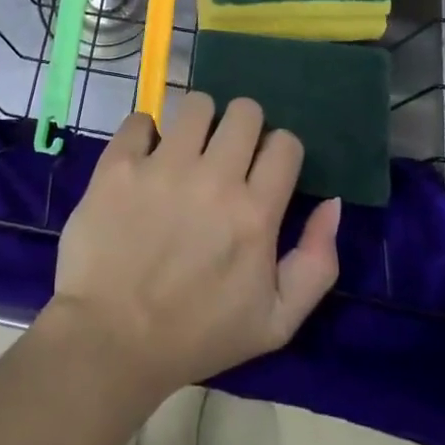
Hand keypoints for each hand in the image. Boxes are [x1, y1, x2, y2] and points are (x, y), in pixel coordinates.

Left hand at [49, 93, 340, 400]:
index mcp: (255, 214)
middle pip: (244, 111)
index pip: (285, 143)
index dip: (278, 152)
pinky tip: (143, 159)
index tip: (262, 170)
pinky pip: (140, 119)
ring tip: (185, 151)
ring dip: (196, 123)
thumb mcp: (277, 322)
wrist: (112, 341)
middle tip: (225, 155)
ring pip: (196, 104)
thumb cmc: (197, 335)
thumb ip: (317, 262)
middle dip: (242, 127)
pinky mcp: (120, 163)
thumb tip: (332, 203)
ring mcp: (163, 166)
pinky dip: (144, 134)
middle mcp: (214, 179)